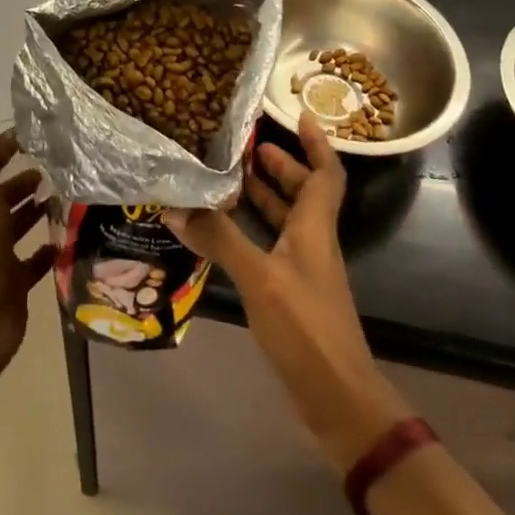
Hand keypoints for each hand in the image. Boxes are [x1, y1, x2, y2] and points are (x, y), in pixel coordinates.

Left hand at [0, 132, 53, 394]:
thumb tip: (8, 134)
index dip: (8, 155)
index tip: (40, 142)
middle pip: (4, 200)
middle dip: (26, 185)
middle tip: (60, 172)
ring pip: (19, 229)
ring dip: (38, 214)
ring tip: (68, 199)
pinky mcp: (15, 286)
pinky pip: (34, 263)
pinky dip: (49, 252)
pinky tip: (68, 240)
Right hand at [165, 112, 412, 472]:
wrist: (338, 400)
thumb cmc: (306, 328)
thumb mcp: (259, 278)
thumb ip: (219, 239)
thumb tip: (176, 206)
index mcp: (314, 228)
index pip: (325, 174)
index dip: (316, 142)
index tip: (298, 114)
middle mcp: (312, 242)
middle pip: (303, 193)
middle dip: (280, 166)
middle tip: (245, 146)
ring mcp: (303, 271)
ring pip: (286, 221)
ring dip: (264, 197)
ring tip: (229, 179)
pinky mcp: (292, 296)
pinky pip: (271, 247)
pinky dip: (251, 232)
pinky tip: (222, 234)